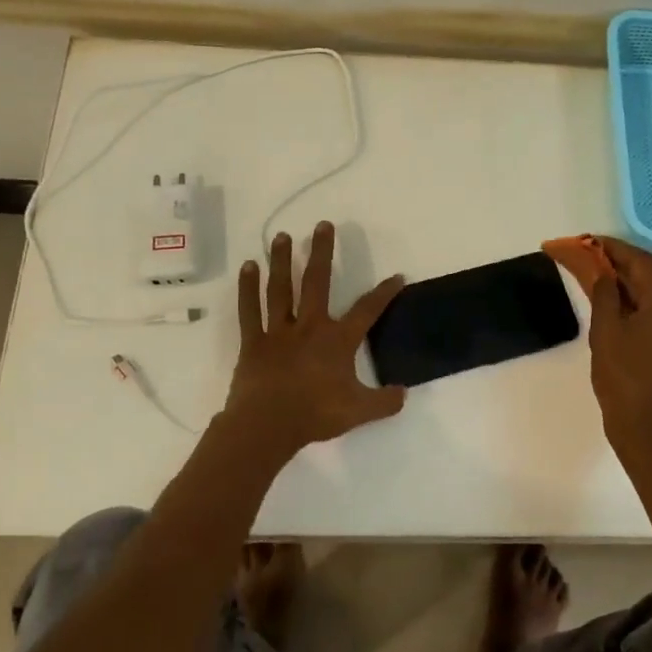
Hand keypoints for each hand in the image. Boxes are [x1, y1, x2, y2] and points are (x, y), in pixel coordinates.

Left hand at [222, 221, 406, 454]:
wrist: (268, 425)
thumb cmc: (315, 415)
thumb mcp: (359, 411)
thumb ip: (384, 402)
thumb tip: (403, 393)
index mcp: (337, 340)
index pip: (367, 310)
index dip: (384, 293)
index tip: (396, 276)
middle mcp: (309, 326)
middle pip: (317, 281)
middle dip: (321, 252)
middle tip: (322, 225)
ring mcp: (278, 331)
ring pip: (281, 288)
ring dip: (281, 260)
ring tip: (282, 236)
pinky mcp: (254, 341)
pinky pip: (249, 310)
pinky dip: (248, 288)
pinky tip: (248, 267)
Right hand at [587, 236, 651, 462]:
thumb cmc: (625, 385)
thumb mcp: (606, 335)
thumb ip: (605, 296)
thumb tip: (603, 272)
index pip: (641, 263)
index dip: (612, 248)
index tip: (587, 241)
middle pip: (651, 282)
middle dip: (617, 270)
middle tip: (585, 262)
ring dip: (628, 293)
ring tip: (596, 290)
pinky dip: (640, 316)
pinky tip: (619, 322)